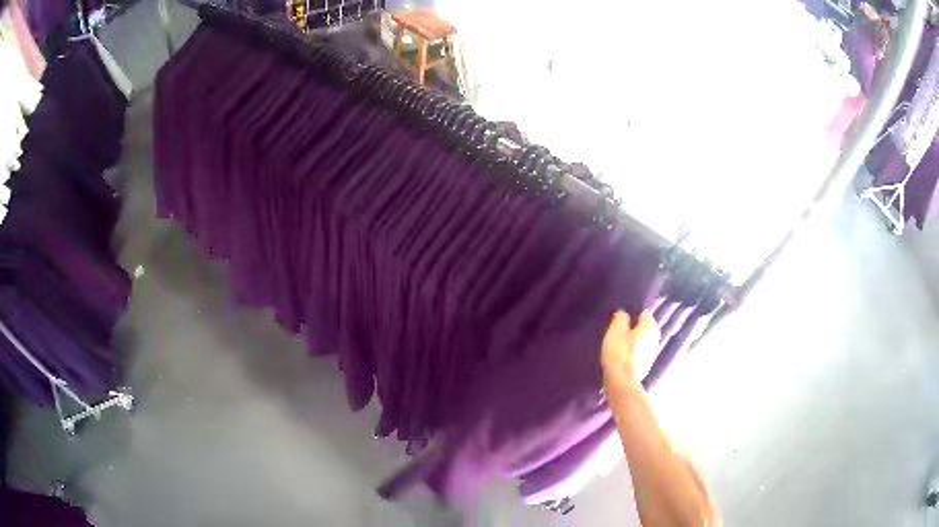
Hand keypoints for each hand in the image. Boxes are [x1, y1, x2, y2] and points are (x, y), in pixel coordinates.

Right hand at [601, 311, 660, 389]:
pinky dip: (635, 352)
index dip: (635, 315)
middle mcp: (655, 338)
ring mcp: (652, 354)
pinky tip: (625, 354)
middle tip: (623, 330)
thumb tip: (623, 313)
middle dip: (637, 328)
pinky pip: (641, 353)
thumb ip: (620, 318)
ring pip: (645, 342)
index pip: (645, 315)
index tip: (625, 319)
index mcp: (649, 327)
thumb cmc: (619, 351)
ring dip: (636, 341)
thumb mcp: (615, 330)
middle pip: (647, 329)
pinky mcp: (646, 366)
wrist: (622, 380)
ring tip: (623, 342)